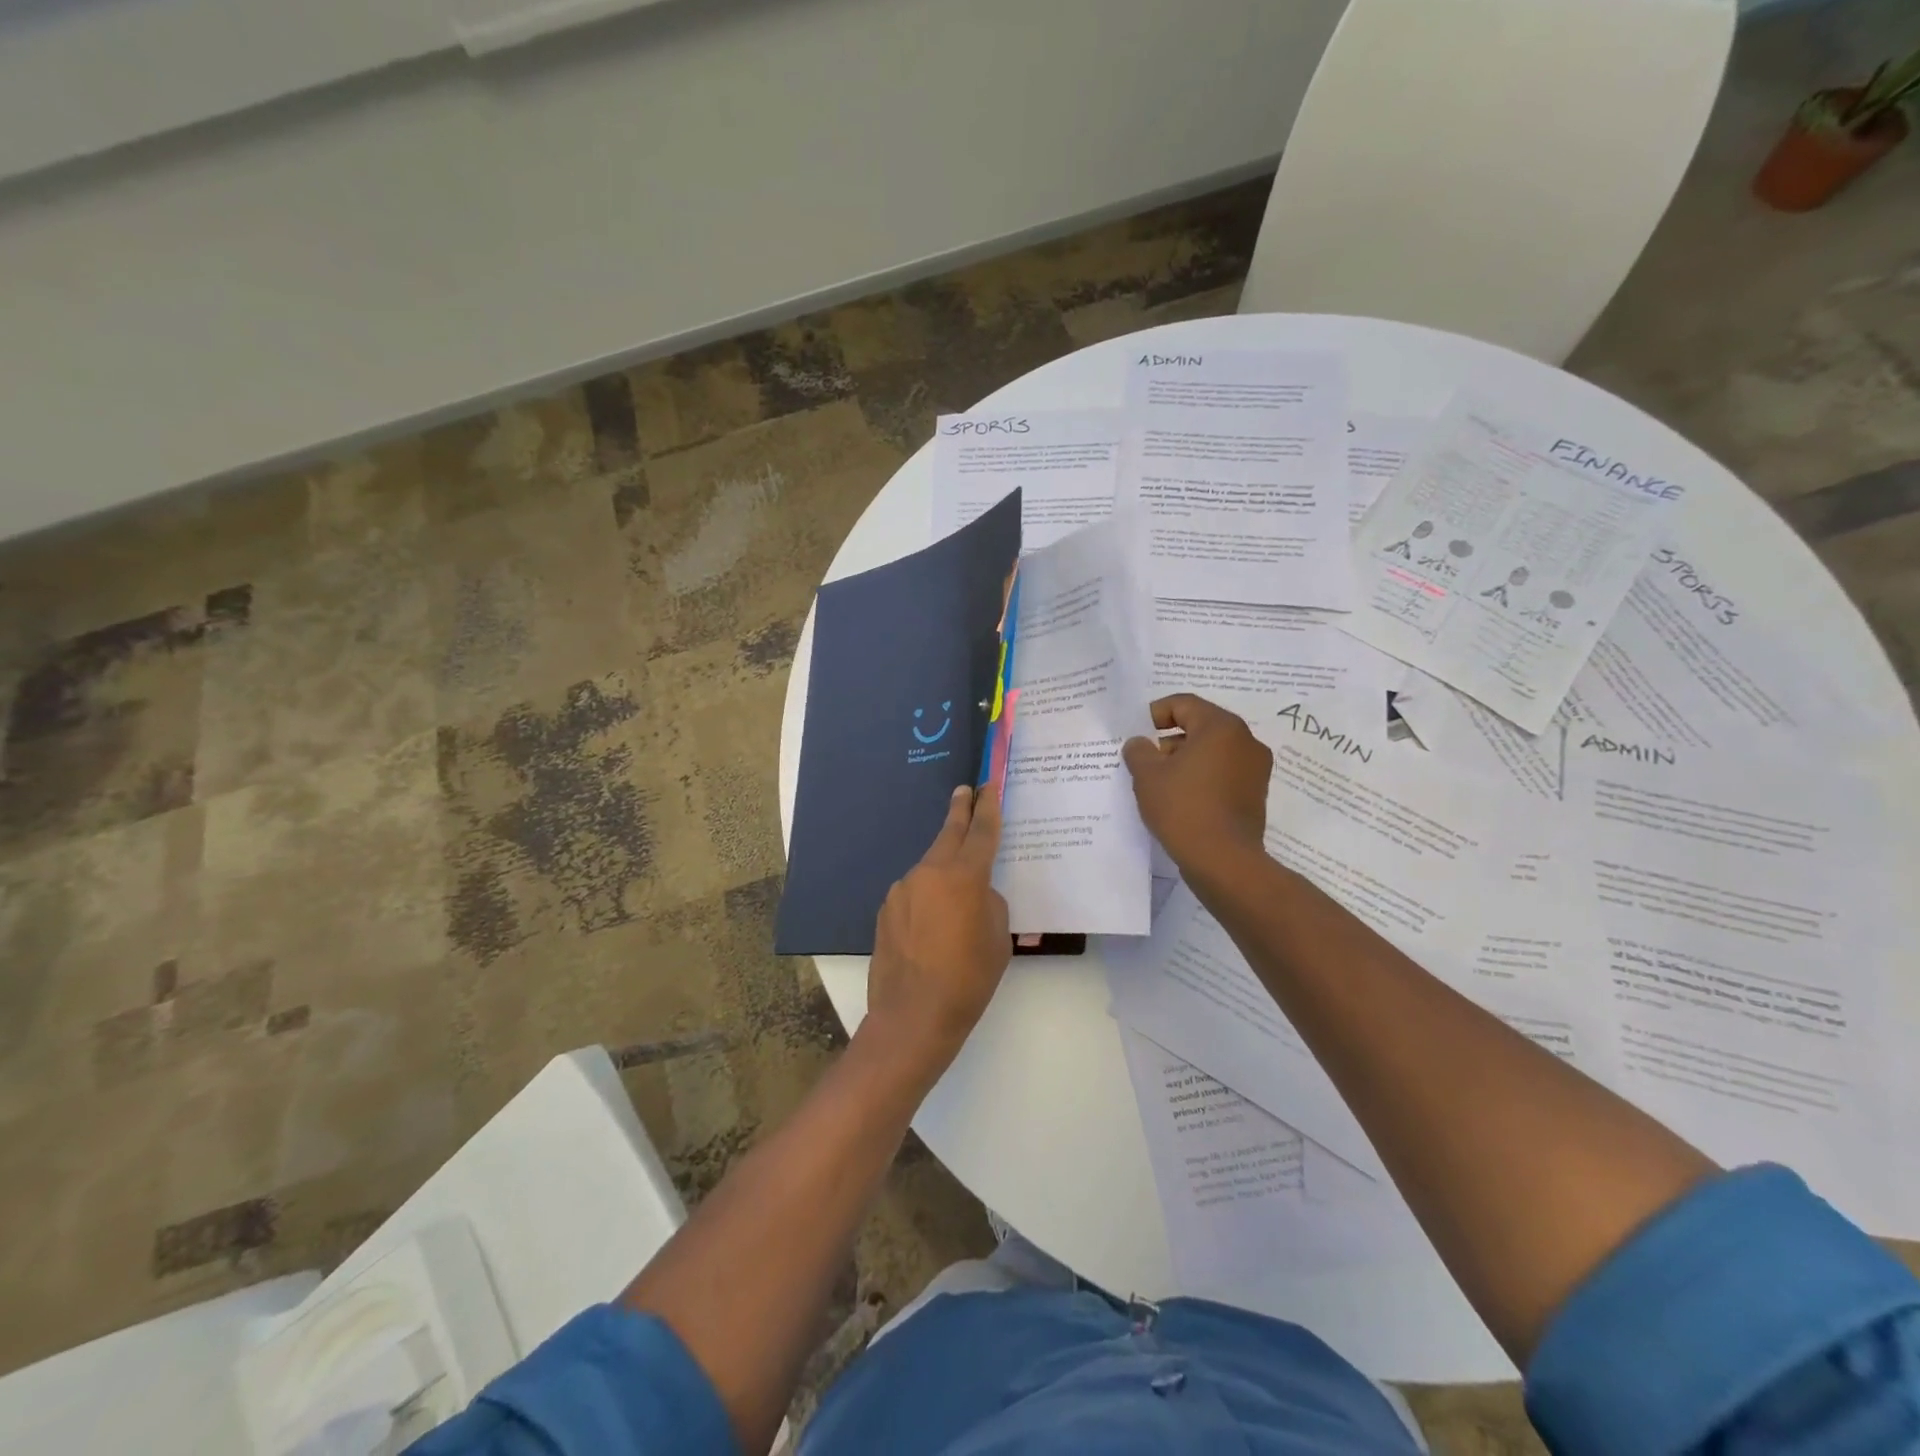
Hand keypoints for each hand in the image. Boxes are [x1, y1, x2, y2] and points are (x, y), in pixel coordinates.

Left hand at [865, 785, 1010, 1067]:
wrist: (913, 1016)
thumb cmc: (968, 979)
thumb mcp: (997, 939)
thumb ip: (989, 903)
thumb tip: (974, 893)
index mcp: (964, 877)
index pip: (981, 831)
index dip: (988, 806)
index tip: (989, 785)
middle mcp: (929, 873)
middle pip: (948, 834)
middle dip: (959, 811)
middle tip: (965, 792)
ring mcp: (902, 890)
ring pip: (930, 868)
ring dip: (943, 869)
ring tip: (956, 895)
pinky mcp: (886, 910)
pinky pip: (914, 893)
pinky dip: (926, 897)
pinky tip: (931, 925)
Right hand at [1122, 694, 1271, 876]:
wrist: (1223, 860)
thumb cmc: (1183, 807)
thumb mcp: (1147, 775)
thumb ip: (1138, 751)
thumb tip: (1140, 744)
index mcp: (1221, 726)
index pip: (1184, 704)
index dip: (1155, 714)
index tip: (1138, 734)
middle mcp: (1245, 740)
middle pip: (1201, 726)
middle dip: (1170, 739)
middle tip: (1146, 760)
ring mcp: (1255, 768)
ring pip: (1213, 751)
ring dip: (1186, 759)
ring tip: (1161, 782)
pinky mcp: (1255, 793)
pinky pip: (1223, 773)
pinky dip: (1203, 777)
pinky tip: (1182, 798)